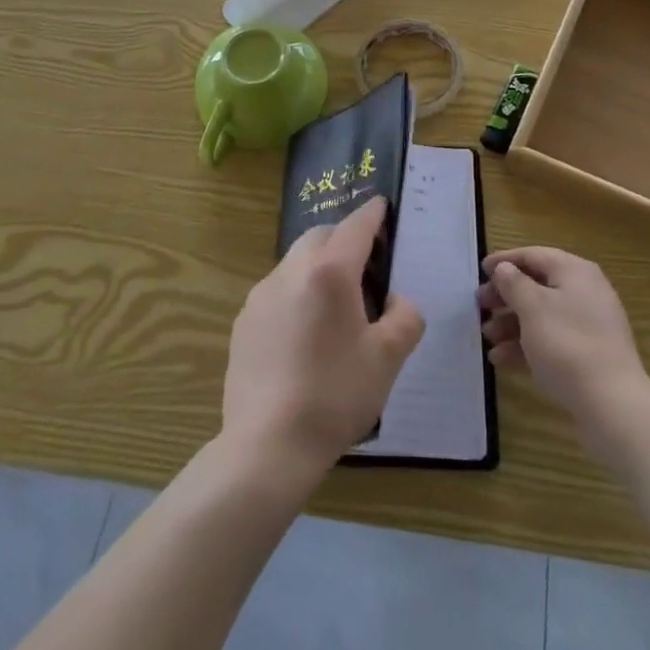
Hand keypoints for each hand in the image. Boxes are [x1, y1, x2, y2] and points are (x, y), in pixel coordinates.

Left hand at [222, 197, 424, 477]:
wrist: (268, 444)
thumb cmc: (336, 395)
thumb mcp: (388, 359)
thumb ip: (405, 319)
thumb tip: (398, 302)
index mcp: (330, 272)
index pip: (356, 227)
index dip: (372, 214)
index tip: (381, 205)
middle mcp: (291, 271)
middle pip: (321, 237)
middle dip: (343, 238)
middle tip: (365, 263)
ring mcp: (261, 295)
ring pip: (295, 262)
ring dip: (317, 266)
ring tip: (335, 303)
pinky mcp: (243, 321)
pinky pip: (276, 291)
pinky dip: (296, 293)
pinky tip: (304, 333)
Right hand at [479, 246, 649, 434]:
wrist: (612, 404)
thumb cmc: (567, 344)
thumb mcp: (532, 307)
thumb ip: (514, 283)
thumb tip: (505, 269)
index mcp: (574, 271)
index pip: (534, 255)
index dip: (505, 260)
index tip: (480, 271)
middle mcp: (584, 292)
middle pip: (537, 285)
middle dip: (505, 296)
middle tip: (480, 306)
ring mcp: (588, 325)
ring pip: (542, 315)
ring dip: (511, 323)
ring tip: (487, 337)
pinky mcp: (588, 354)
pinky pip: (551, 340)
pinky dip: (526, 345)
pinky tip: (501, 359)